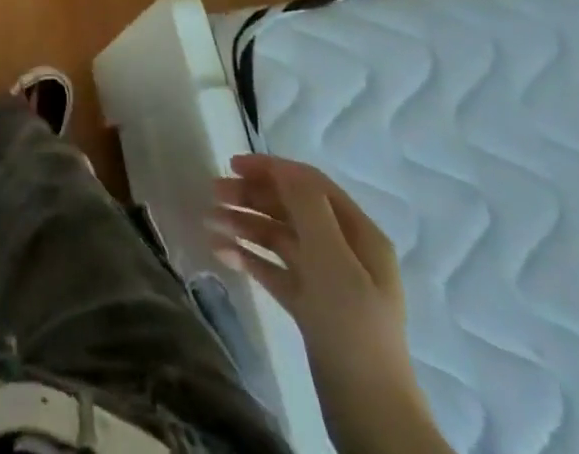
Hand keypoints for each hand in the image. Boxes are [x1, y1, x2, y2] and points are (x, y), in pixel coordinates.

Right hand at [212, 154, 439, 449]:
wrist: (369, 415)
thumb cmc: (351, 326)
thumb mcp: (331, 259)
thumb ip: (307, 206)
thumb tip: (281, 168)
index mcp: (359, 234)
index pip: (310, 183)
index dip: (272, 169)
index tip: (231, 165)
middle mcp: (344, 251)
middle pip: (291, 208)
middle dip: (252, 196)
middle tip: (212, 194)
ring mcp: (327, 281)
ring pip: (279, 238)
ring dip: (244, 224)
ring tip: (209, 222)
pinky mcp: (310, 307)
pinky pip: (274, 270)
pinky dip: (249, 257)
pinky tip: (221, 252)